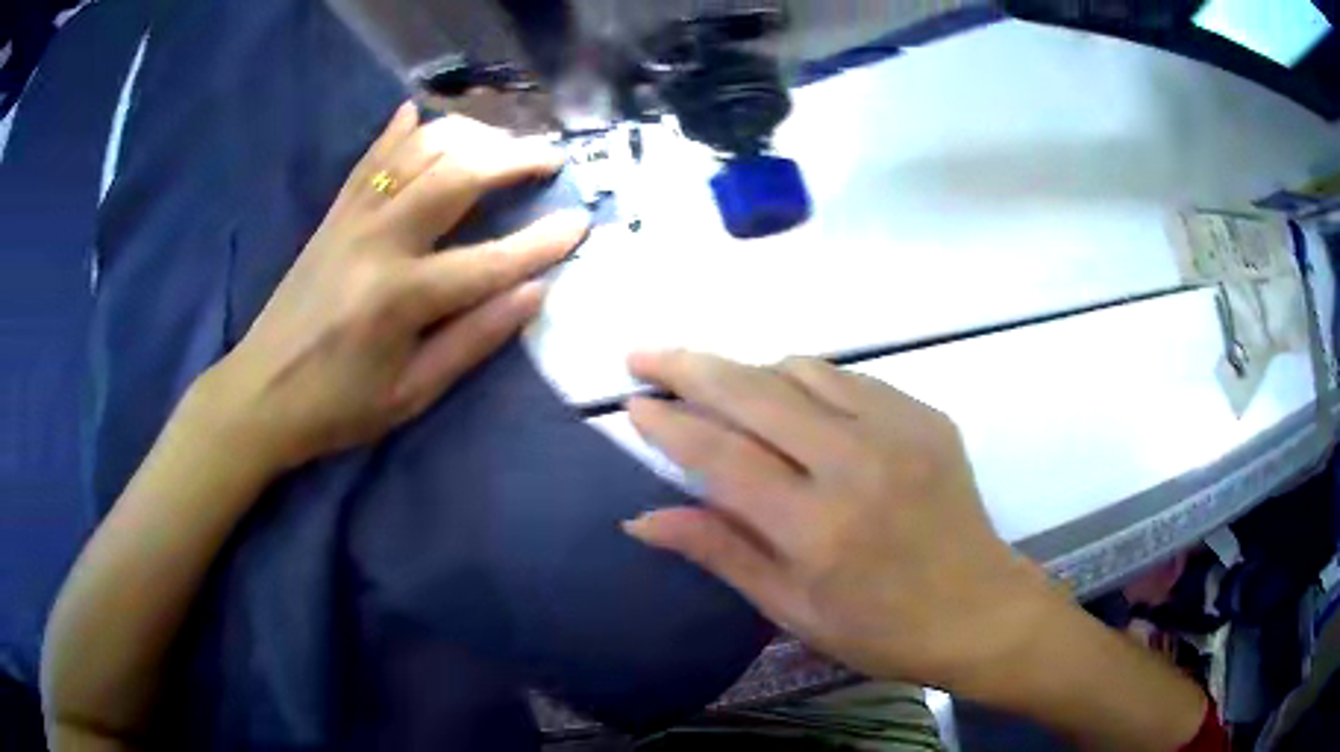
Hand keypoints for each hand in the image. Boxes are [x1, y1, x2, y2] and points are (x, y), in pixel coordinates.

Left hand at [201, 103, 588, 471]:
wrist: (260, 392)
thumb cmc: (337, 406)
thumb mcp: (411, 394)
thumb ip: (474, 340)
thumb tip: (534, 293)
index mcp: (400, 298)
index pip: (490, 260)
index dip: (543, 242)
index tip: (583, 221)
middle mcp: (378, 241)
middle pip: (456, 174)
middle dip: (512, 158)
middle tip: (550, 159)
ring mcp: (351, 219)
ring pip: (417, 150)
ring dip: (468, 135)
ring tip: (501, 141)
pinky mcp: (333, 214)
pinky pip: (370, 157)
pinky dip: (398, 130)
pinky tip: (419, 111)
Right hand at [622, 352, 1060, 692]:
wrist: (978, 608)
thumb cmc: (880, 628)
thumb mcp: (791, 609)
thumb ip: (720, 552)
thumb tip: (642, 518)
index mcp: (817, 528)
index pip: (721, 456)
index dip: (669, 424)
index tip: (632, 403)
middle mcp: (856, 464)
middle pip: (755, 392)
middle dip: (689, 366)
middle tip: (644, 356)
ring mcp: (899, 430)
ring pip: (801, 370)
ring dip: (748, 371)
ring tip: (717, 384)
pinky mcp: (926, 415)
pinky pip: (848, 377)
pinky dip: (804, 380)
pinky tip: (790, 400)